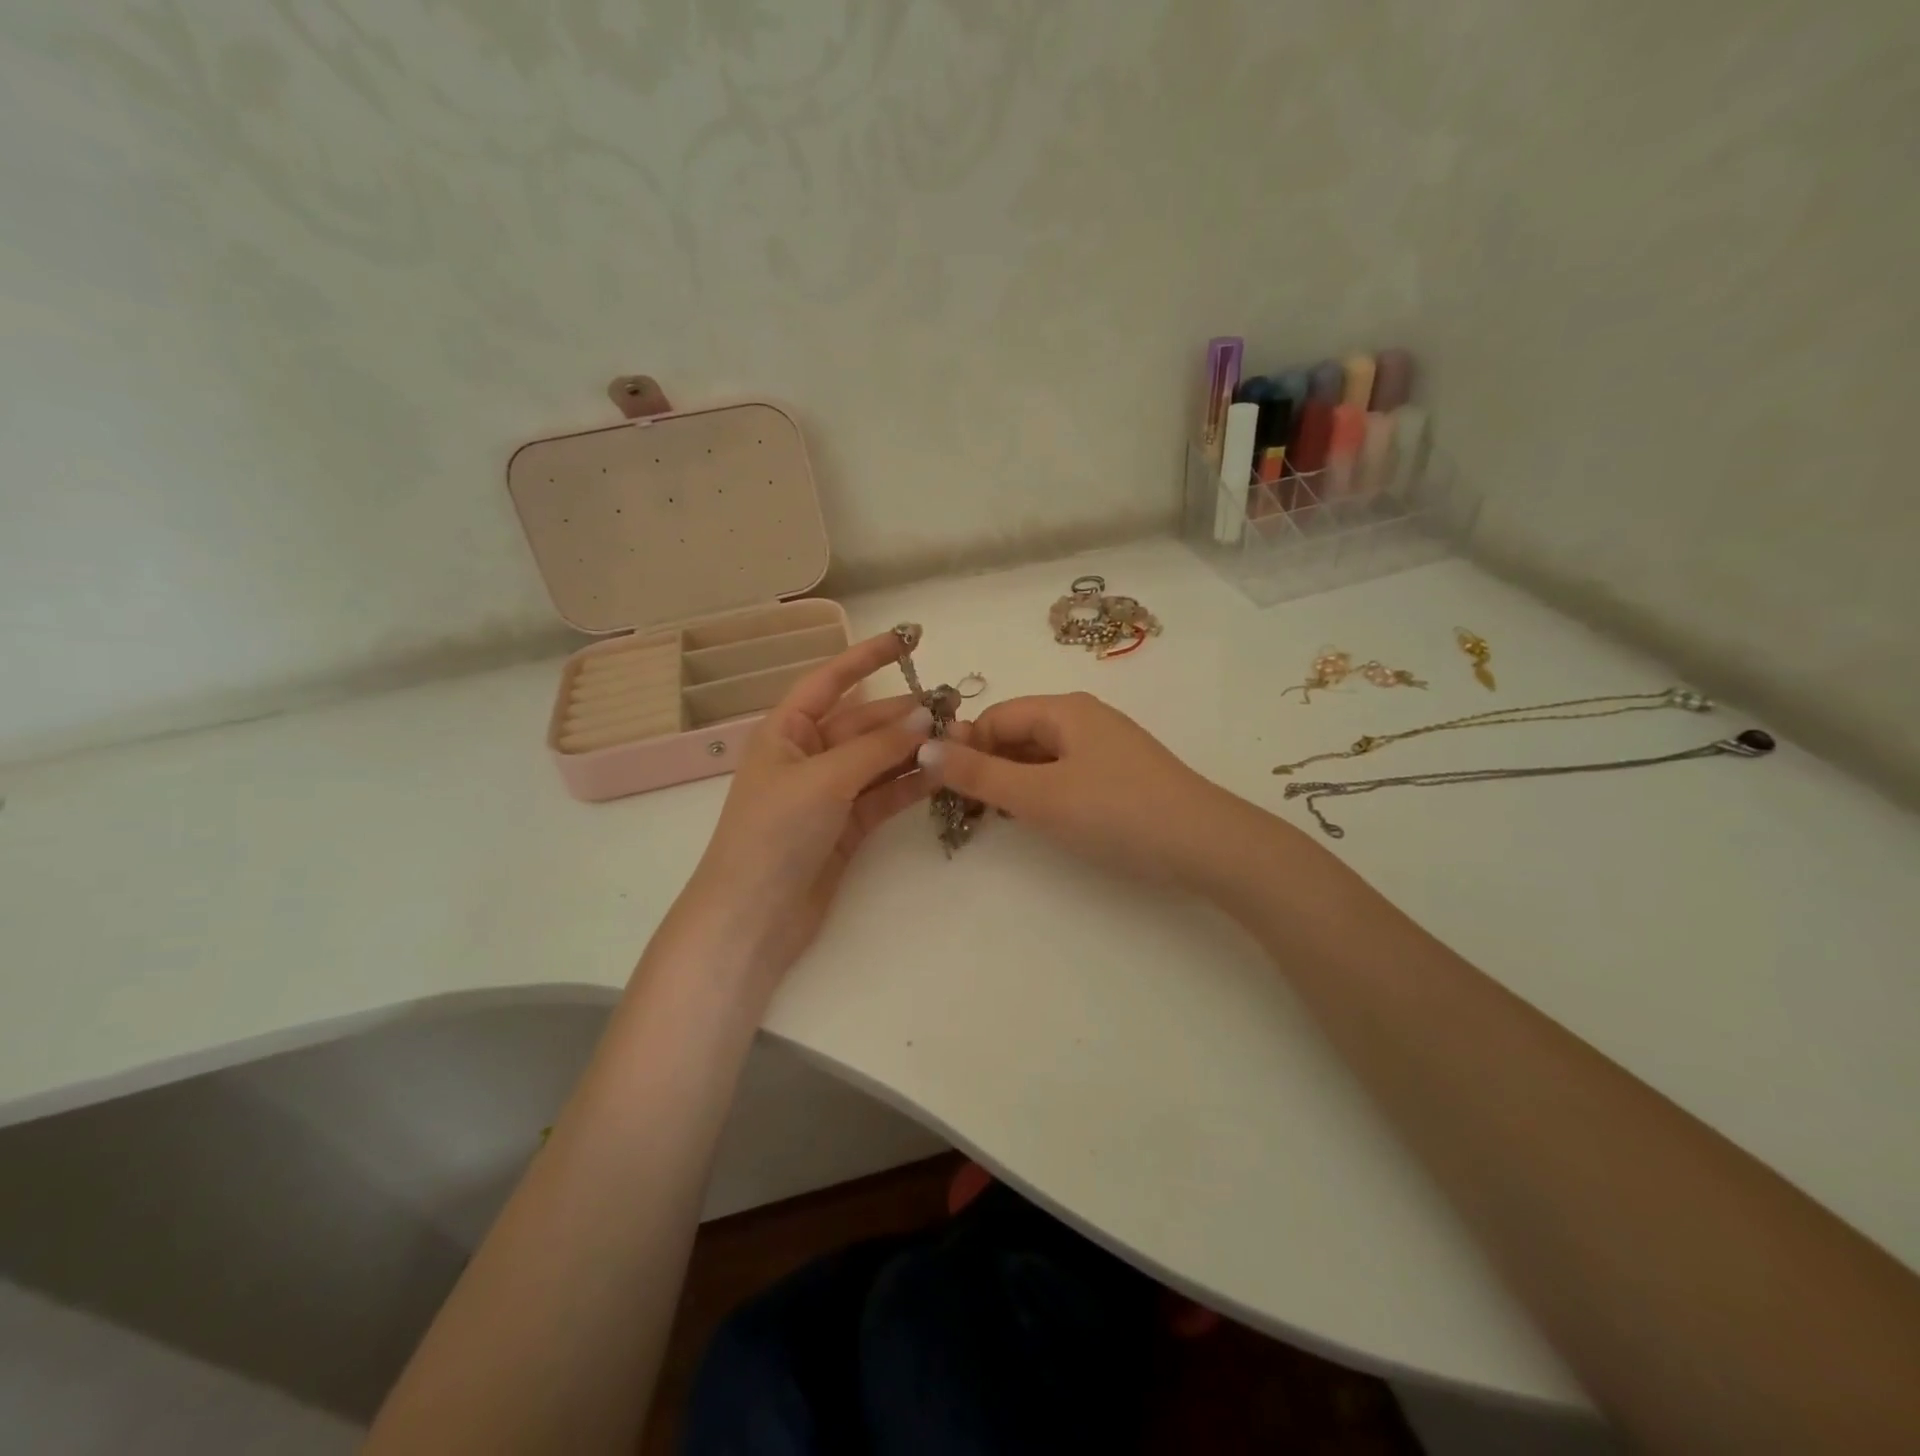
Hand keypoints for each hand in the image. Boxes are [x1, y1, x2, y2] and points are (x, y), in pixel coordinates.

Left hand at [668, 632, 934, 986]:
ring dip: (914, 749)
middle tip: (953, 707)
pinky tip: (942, 774)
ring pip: (878, 760)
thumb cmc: (774, 834)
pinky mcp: (847, 827)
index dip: (866, 657)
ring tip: (958, 738)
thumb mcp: (824, 779)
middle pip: (863, 723)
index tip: (908, 640)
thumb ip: (876, 747)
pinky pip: (884, 795)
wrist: (753, 917)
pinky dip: (910, 784)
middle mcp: (807, 756)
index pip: (829, 681)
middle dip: (903, 714)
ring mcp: (829, 793)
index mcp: (785, 732)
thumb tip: (925, 716)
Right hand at [919, 691, 1259, 889]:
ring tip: (999, 820)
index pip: (995, 717)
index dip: (965, 748)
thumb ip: (979, 774)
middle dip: (987, 767)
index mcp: (1064, 709)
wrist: (1205, 844)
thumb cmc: (1115, 812)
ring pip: (1040, 756)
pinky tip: (1041, 820)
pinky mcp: (1119, 775)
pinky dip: (1042, 792)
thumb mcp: (1039, 796)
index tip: (945, 790)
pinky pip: (1065, 773)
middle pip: (1017, 734)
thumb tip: (923, 748)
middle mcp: (1083, 718)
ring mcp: (1105, 746)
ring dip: (1013, 782)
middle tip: (967, 811)